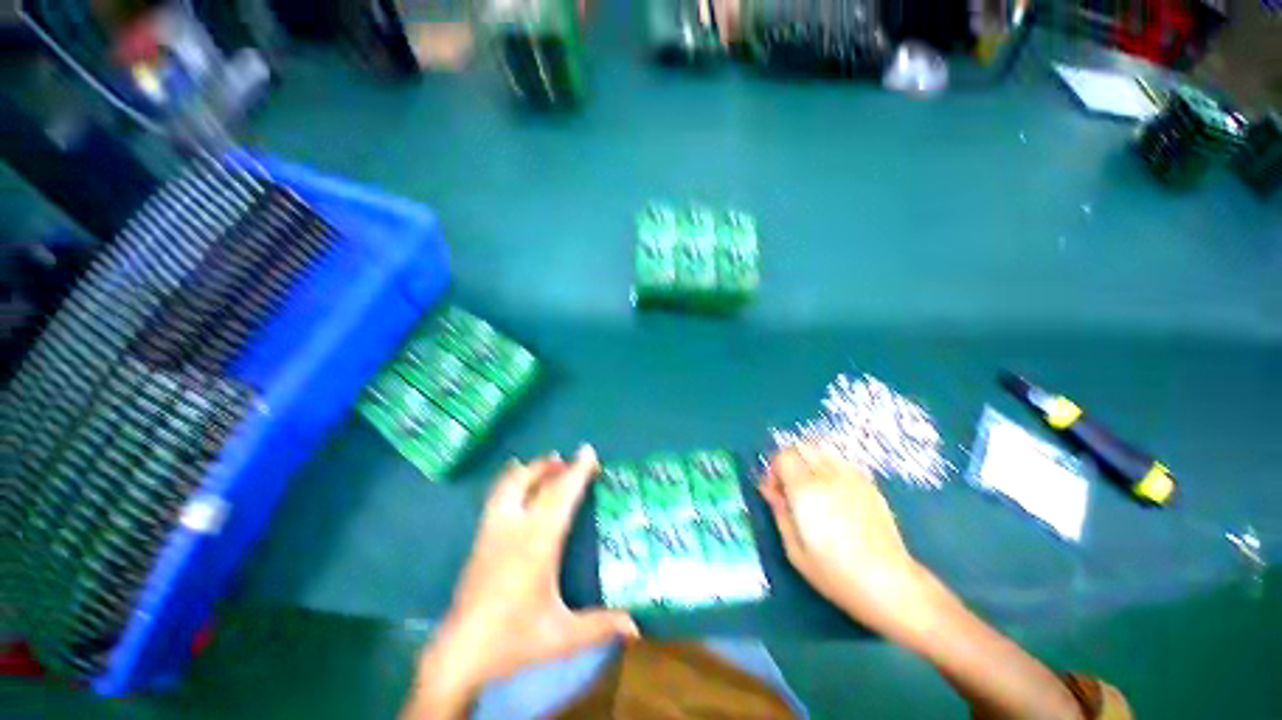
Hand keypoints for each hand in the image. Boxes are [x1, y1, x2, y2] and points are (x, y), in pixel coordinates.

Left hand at [406, 446, 638, 717]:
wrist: (458, 654)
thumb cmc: (512, 641)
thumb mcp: (560, 636)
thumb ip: (599, 626)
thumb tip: (635, 626)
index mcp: (538, 544)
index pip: (561, 497)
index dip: (577, 472)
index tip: (588, 452)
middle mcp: (515, 529)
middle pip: (536, 483)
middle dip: (557, 467)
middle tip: (573, 458)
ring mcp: (493, 531)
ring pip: (511, 485)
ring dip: (533, 469)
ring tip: (549, 461)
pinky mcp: (480, 538)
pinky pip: (496, 496)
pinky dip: (510, 479)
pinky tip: (513, 476)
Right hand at [758, 444, 933, 640]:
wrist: (890, 585)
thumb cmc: (835, 574)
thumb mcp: (794, 549)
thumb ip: (779, 512)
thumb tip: (768, 489)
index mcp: (806, 491)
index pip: (783, 456)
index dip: (773, 469)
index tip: (775, 490)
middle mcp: (828, 476)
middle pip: (801, 446)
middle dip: (789, 460)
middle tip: (789, 485)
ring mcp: (852, 478)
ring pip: (822, 449)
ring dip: (809, 459)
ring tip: (809, 484)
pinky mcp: (869, 484)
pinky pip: (842, 461)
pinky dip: (829, 465)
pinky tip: (832, 489)